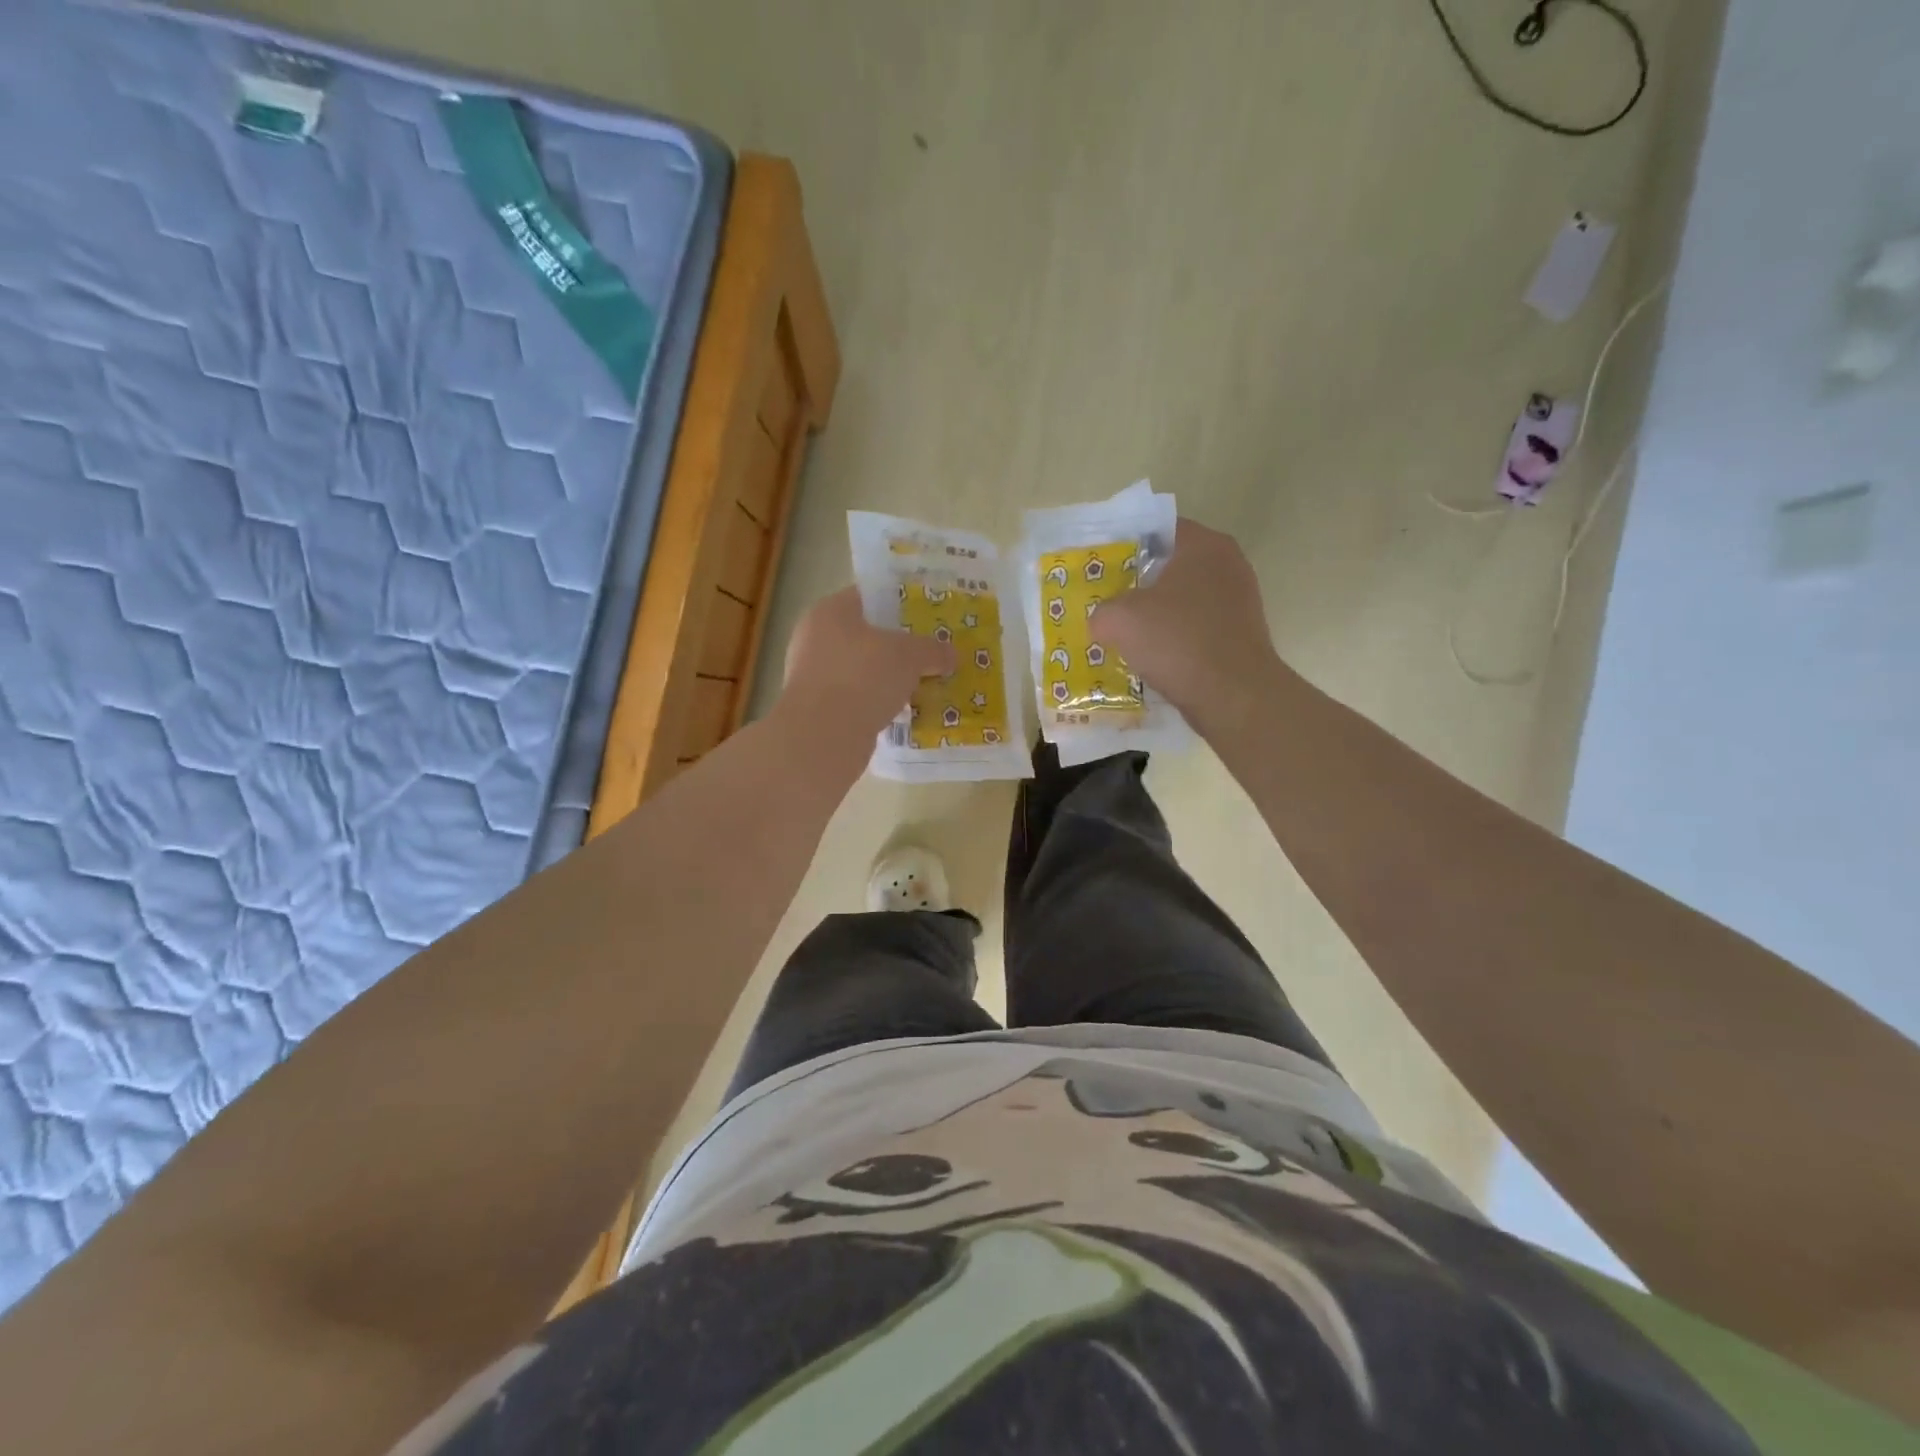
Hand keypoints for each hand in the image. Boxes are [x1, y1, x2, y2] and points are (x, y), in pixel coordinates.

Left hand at [778, 586, 953, 750]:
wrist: (823, 736)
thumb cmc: (863, 677)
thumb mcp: (910, 656)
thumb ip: (932, 650)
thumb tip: (951, 654)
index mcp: (830, 611)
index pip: (869, 597)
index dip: (900, 604)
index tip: (927, 618)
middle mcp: (814, 638)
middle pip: (865, 636)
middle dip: (897, 647)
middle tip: (930, 654)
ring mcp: (811, 676)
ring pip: (861, 670)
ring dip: (887, 679)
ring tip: (921, 686)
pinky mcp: (816, 709)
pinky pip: (855, 698)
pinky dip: (875, 703)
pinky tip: (901, 713)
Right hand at [1090, 519, 1277, 721]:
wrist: (1233, 695)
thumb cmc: (1177, 641)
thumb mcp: (1120, 620)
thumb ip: (1102, 610)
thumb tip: (1102, 619)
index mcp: (1203, 545)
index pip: (1158, 529)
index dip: (1125, 544)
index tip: (1101, 565)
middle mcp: (1228, 564)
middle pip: (1172, 564)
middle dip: (1139, 581)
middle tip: (1106, 598)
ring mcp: (1239, 600)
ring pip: (1184, 598)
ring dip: (1157, 613)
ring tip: (1124, 631)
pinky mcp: (1241, 634)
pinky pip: (1197, 626)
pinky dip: (1175, 637)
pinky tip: (1152, 656)